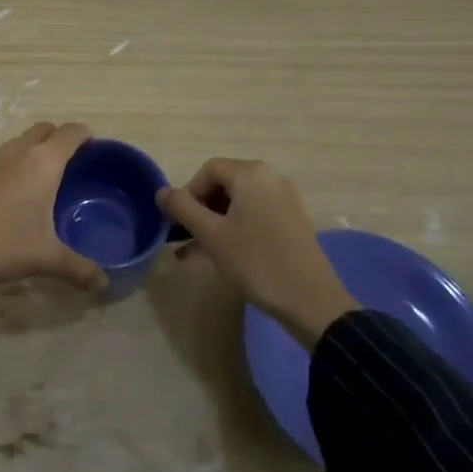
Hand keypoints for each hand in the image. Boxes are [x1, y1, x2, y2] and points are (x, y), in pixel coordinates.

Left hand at [0, 122, 104, 291]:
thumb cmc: (2, 244)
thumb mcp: (45, 258)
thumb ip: (79, 269)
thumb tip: (104, 284)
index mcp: (42, 163)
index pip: (70, 133)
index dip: (85, 135)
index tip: (94, 145)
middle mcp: (17, 153)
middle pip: (44, 129)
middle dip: (59, 138)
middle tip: (72, 162)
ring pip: (20, 142)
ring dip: (34, 149)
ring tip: (44, 177)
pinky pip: (1, 158)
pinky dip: (14, 164)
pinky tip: (14, 193)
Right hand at [157, 158, 356, 347]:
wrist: (311, 301)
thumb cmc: (255, 261)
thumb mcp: (211, 235)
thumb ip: (182, 208)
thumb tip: (161, 191)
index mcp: (251, 174)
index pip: (208, 170)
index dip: (187, 193)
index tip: (178, 222)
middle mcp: (271, 178)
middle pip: (224, 184)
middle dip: (201, 209)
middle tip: (187, 237)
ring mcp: (286, 199)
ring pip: (239, 203)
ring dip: (215, 222)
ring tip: (198, 251)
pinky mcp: (294, 221)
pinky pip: (256, 215)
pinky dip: (236, 228)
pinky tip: (224, 254)